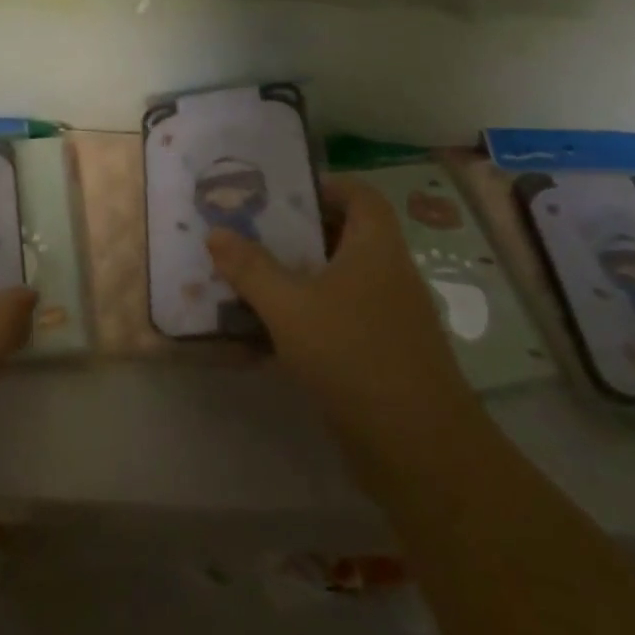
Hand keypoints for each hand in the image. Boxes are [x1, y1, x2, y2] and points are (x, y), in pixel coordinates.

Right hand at [206, 176, 476, 446]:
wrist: (418, 448)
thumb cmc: (354, 355)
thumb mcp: (289, 306)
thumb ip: (250, 268)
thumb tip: (216, 232)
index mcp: (377, 249)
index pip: (361, 196)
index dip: (324, 186)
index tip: (279, 193)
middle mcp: (389, 276)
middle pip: (346, 237)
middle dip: (297, 233)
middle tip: (249, 232)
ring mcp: (389, 318)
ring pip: (339, 281)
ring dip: (298, 277)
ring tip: (249, 277)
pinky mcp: (382, 355)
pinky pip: (340, 318)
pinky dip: (308, 315)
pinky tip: (269, 331)